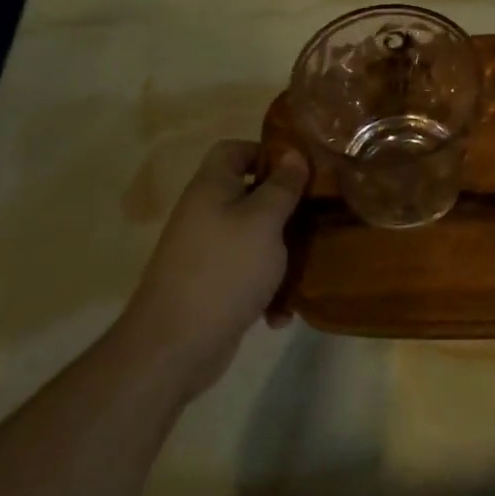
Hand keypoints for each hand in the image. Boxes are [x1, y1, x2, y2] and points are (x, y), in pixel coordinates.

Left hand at [120, 140, 307, 398]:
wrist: (175, 345)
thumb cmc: (225, 269)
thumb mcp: (264, 220)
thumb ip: (282, 186)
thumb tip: (293, 153)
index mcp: (212, 187)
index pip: (234, 150)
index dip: (266, 152)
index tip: (303, 170)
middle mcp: (206, 214)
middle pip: (250, 195)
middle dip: (286, 208)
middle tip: (319, 216)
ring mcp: (208, 252)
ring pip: (255, 238)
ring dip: (282, 254)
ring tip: (308, 268)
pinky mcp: (213, 286)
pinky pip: (248, 276)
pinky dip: (267, 290)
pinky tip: (281, 313)